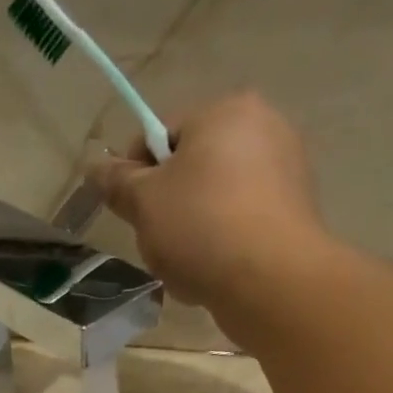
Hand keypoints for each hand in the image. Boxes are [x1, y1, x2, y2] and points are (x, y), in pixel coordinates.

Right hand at [87, 91, 324, 311]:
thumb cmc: (200, 228)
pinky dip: (224, 243)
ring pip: (217, 199)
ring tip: (187, 264)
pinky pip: (243, 223)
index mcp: (225, 111)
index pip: (162, 135)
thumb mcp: (144, 204)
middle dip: (168, 205)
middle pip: (192, 168)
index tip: (131, 213)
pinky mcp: (297, 212)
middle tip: (158, 242)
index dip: (137, 175)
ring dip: (194, 228)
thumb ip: (117, 182)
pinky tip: (215, 271)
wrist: (270, 281)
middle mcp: (264, 127)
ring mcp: (287, 170)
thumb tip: (95, 167)